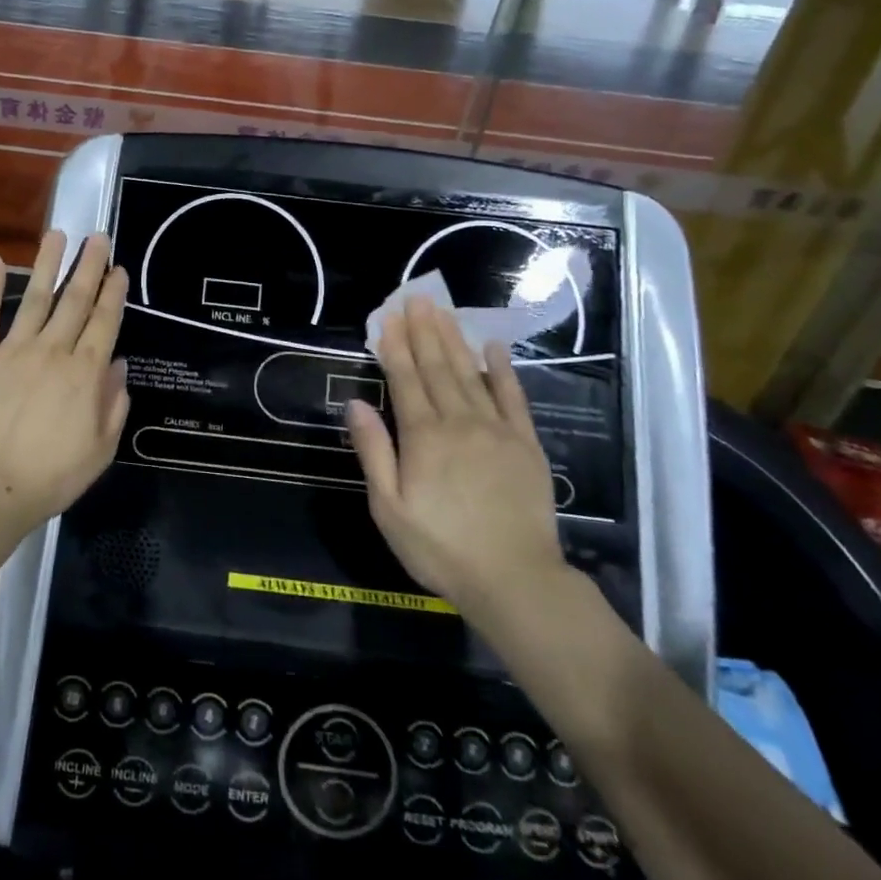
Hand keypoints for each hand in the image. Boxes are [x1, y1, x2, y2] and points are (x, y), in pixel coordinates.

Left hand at [0, 230, 129, 533]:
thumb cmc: (49, 477)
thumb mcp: (99, 450)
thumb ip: (113, 405)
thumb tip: (118, 366)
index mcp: (84, 373)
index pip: (104, 322)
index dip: (114, 293)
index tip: (119, 268)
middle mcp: (52, 351)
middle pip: (75, 300)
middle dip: (89, 266)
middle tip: (98, 236)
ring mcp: (12, 350)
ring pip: (35, 297)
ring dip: (47, 264)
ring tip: (57, 234)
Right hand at [346, 296, 566, 625]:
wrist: (515, 580)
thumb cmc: (440, 548)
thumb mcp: (388, 508)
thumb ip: (373, 452)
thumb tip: (355, 403)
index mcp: (423, 437)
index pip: (405, 380)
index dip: (394, 347)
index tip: (388, 317)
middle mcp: (459, 422)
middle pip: (437, 368)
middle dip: (424, 331)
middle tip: (417, 299)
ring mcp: (496, 430)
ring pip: (470, 374)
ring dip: (454, 340)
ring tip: (443, 312)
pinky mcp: (525, 444)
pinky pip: (512, 398)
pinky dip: (502, 371)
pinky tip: (494, 348)